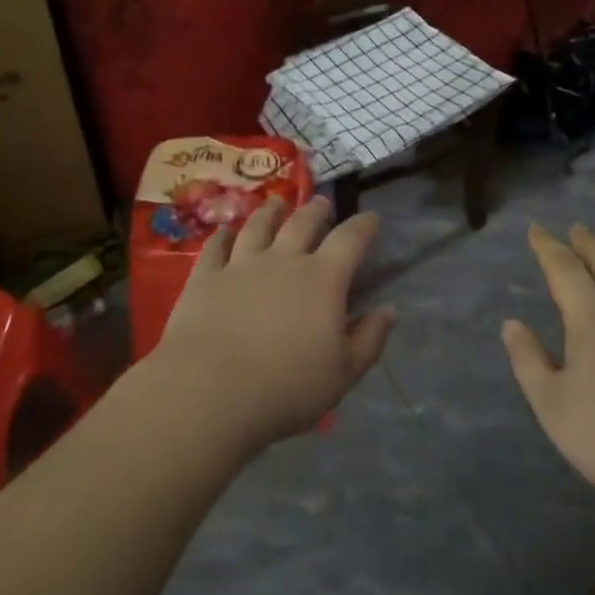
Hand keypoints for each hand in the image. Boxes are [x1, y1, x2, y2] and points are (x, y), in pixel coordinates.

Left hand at [148, 196, 393, 455]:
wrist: (209, 391)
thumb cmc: (286, 387)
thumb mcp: (344, 373)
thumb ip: (370, 338)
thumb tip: (389, 309)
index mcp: (323, 279)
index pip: (350, 239)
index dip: (363, 225)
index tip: (371, 218)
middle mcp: (283, 260)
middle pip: (303, 223)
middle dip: (316, 210)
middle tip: (322, 203)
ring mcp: (240, 264)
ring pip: (258, 226)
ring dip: (270, 212)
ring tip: (276, 204)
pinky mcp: (205, 277)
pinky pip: (216, 246)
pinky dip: (223, 236)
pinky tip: (225, 232)